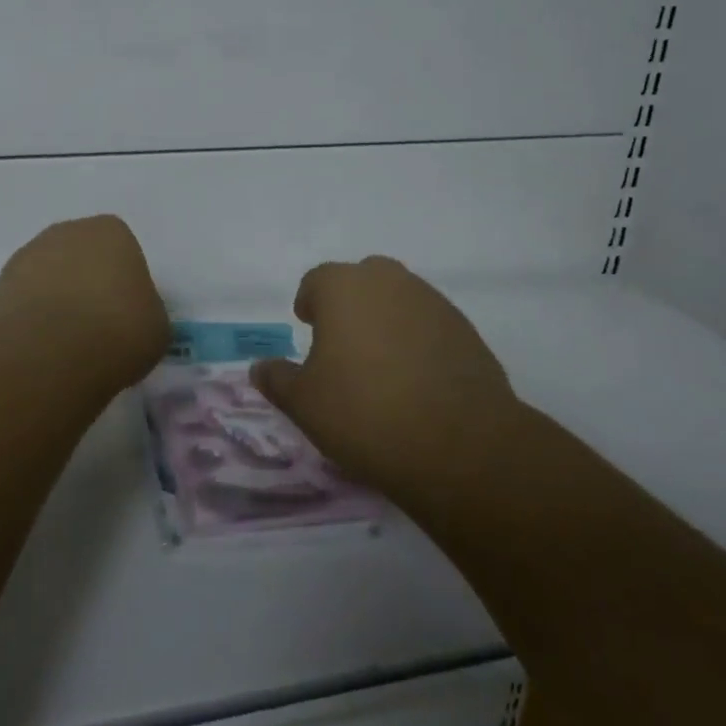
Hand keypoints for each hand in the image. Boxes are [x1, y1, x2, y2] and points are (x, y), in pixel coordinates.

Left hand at [0, 216, 169, 384]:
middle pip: (81, 256)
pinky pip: (24, 301)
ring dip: (56, 300)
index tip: (126, 313)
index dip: (123, 282)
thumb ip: (145, 309)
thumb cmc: (118, 331)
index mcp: (111, 231)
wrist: (49, 356)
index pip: (122, 249)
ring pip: (49, 277)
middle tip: (97, 326)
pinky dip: (32, 320)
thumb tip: (133, 315)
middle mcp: (66, 232)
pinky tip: (42, 349)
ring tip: (67, 344)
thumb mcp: (157, 326)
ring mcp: (26, 256)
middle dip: (86, 284)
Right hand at [251, 256, 522, 506]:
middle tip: (342, 345)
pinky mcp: (465, 329)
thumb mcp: (304, 403)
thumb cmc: (364, 412)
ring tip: (380, 366)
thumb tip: (260, 367)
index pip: (316, 281)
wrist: (460, 444)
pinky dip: (417, 340)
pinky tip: (416, 380)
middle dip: (349, 305)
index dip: (309, 304)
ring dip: (385, 320)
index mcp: (343, 287)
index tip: (308, 330)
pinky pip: (429, 324)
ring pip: (398, 299)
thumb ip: (277, 379)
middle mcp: (388, 281)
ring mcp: (432, 302)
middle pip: (361, 280)